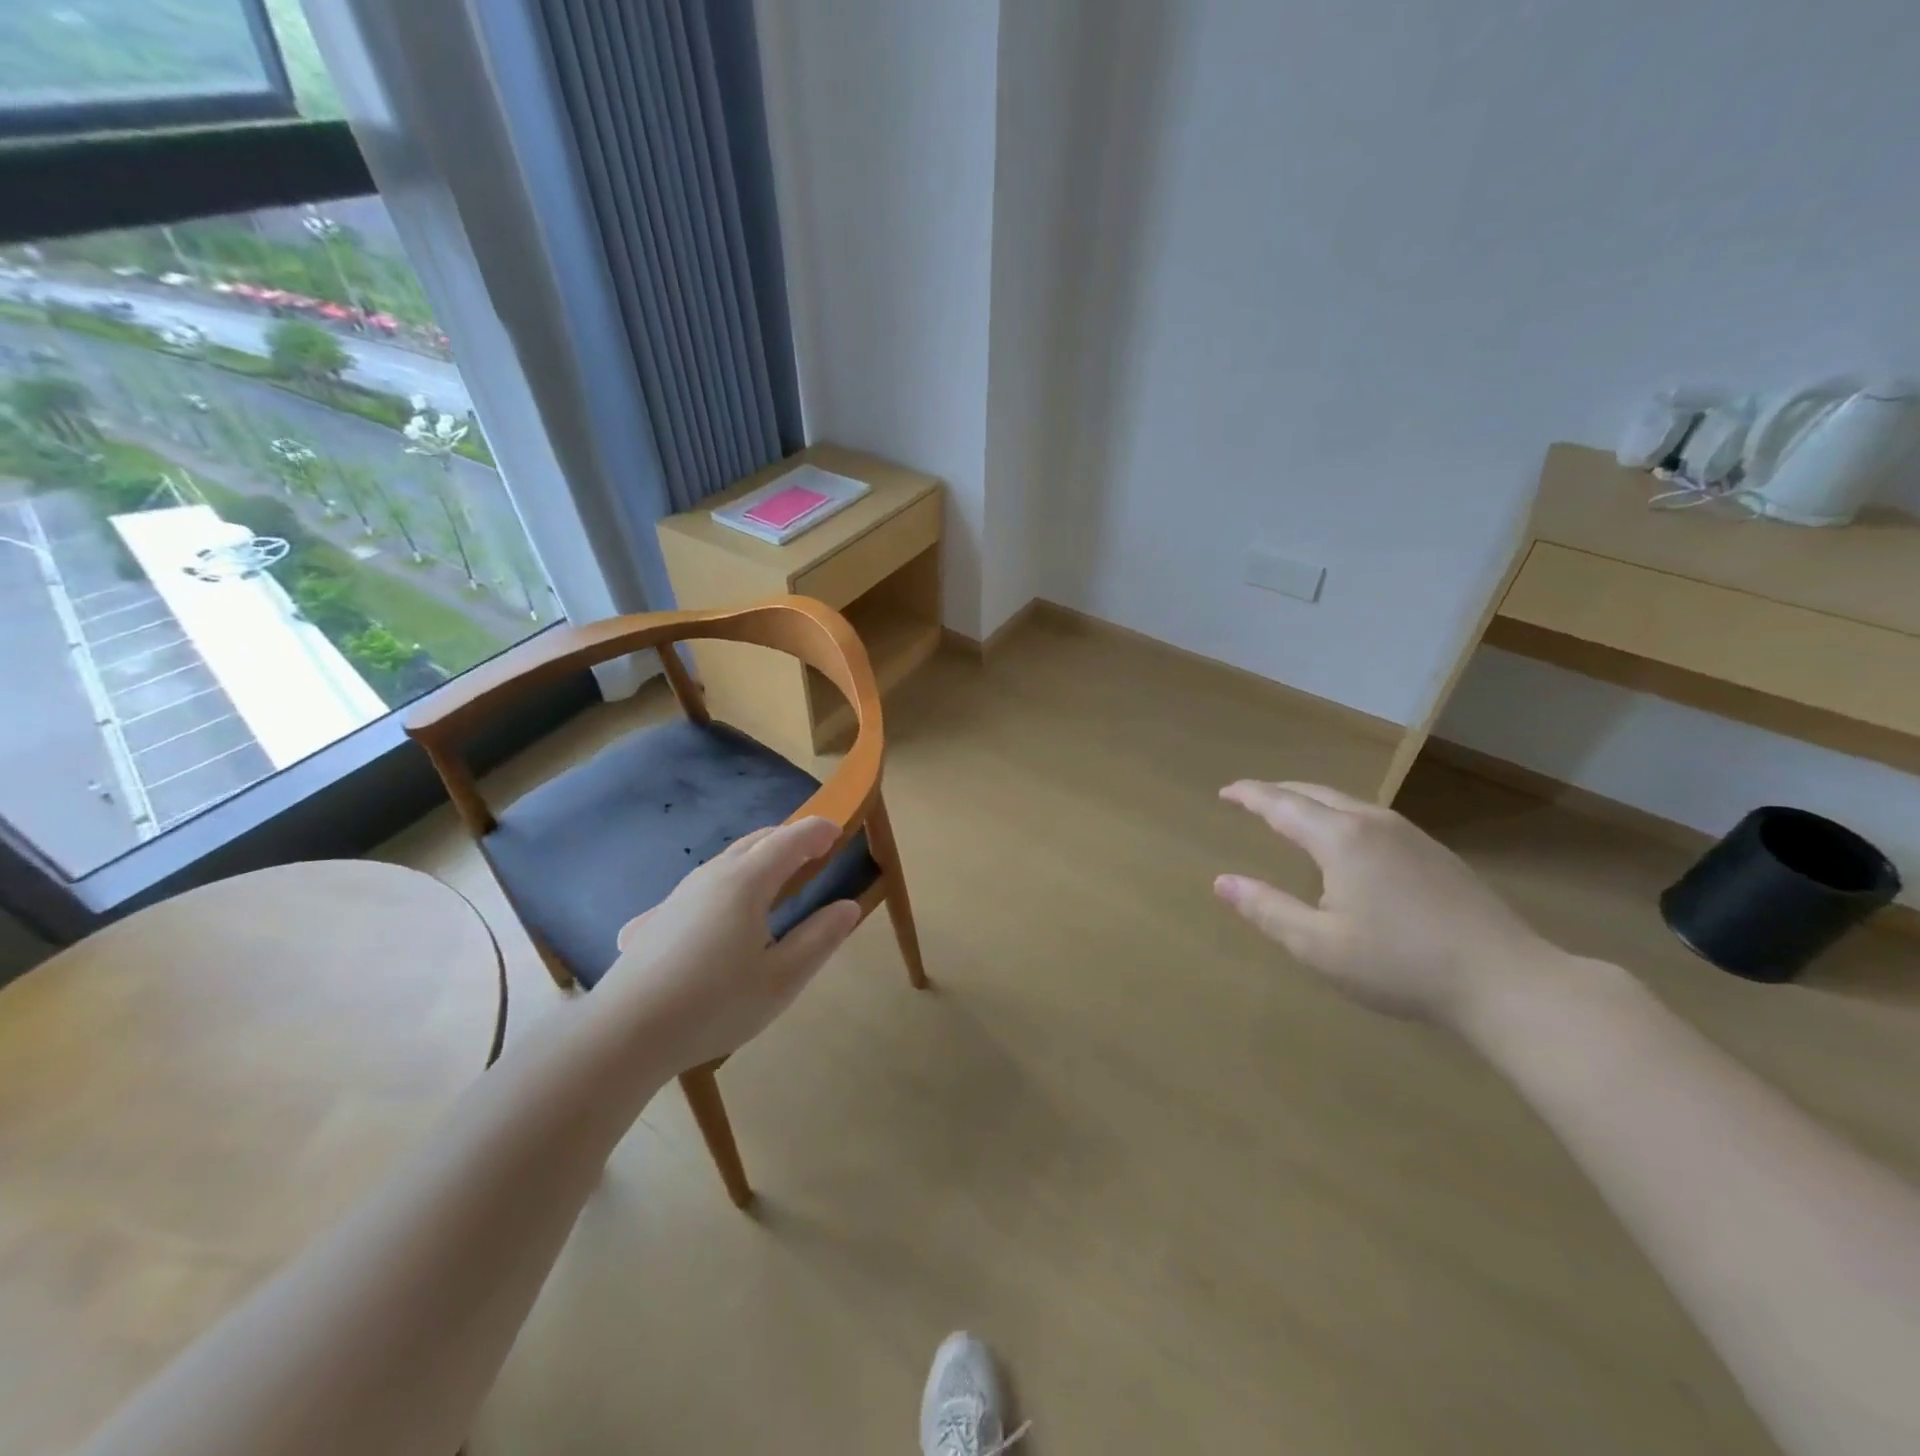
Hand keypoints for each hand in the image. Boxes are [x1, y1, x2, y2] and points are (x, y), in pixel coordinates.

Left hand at [603, 817, 862, 1073]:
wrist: (624, 1033)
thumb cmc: (714, 1005)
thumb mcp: (781, 979)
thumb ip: (820, 938)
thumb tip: (848, 907)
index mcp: (747, 882)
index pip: (790, 840)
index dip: (818, 832)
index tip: (839, 832)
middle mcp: (713, 875)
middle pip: (757, 841)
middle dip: (790, 839)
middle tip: (815, 852)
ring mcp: (680, 893)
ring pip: (728, 860)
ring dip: (759, 858)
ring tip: (777, 879)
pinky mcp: (658, 916)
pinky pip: (704, 885)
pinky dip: (729, 882)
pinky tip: (722, 913)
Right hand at [1214, 781, 1562, 1028]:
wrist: (1507, 980)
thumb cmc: (1400, 964)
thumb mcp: (1318, 946)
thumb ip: (1266, 909)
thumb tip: (1222, 882)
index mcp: (1340, 839)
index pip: (1281, 804)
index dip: (1249, 795)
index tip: (1224, 792)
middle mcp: (1372, 823)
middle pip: (1314, 794)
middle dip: (1277, 793)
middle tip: (1249, 799)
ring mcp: (1409, 835)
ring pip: (1346, 803)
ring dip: (1310, 803)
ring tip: (1289, 816)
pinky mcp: (1433, 852)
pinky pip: (1370, 818)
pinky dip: (1338, 817)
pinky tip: (1344, 844)